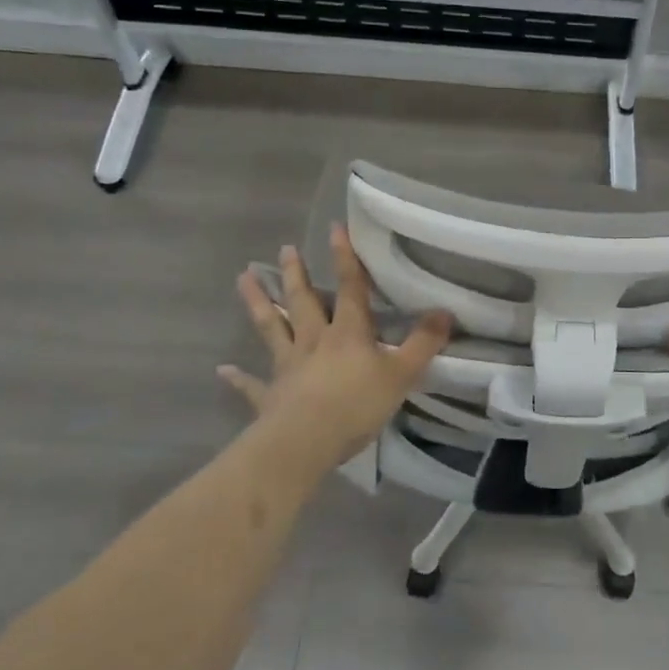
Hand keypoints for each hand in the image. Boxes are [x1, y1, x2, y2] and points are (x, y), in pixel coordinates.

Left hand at [220, 225, 451, 471]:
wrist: (305, 442)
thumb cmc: (356, 404)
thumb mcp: (402, 373)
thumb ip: (424, 343)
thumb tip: (445, 311)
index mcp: (347, 333)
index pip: (350, 288)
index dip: (346, 258)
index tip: (335, 227)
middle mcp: (314, 341)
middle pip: (304, 301)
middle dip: (297, 274)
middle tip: (286, 249)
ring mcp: (288, 367)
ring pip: (272, 329)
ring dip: (260, 304)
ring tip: (243, 279)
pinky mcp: (269, 397)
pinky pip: (252, 385)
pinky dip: (239, 378)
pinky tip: (223, 370)